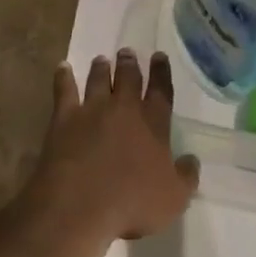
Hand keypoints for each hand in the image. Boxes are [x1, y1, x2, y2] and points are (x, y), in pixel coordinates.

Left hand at [29, 51, 199, 242]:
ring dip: (101, 68)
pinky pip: (64, 90)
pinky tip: (62, 67)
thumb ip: (186, 177)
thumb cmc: (133, 204)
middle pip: (128, 78)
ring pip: (98, 80)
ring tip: (101, 59)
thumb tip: (192, 160)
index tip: (159, 56)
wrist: (82, 204)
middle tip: (127, 52)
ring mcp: (92, 109)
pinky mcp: (65, 117)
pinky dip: (63, 77)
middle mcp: (124, 109)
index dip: (161, 73)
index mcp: (153, 124)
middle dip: (129, 64)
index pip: (161, 91)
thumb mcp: (174, 199)